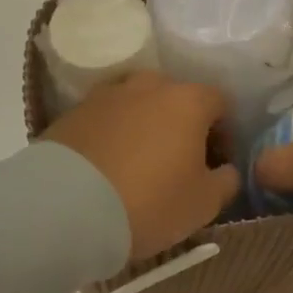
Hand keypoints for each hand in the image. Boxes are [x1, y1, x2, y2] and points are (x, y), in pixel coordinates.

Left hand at [41, 70, 240, 263]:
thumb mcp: (203, 204)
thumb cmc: (149, 202)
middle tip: (177, 161)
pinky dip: (111, 134)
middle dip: (181, 123)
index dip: (223, 131)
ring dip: (144, 125)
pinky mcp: (73, 111)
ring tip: (137, 162)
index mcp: (187, 100)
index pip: (219, 102)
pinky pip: (104, 118)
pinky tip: (106, 165)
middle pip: (175, 96)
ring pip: (137, 103)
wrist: (65, 207)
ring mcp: (107, 95)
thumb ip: (226, 181)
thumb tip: (226, 169)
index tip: (216, 162)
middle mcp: (148, 85)